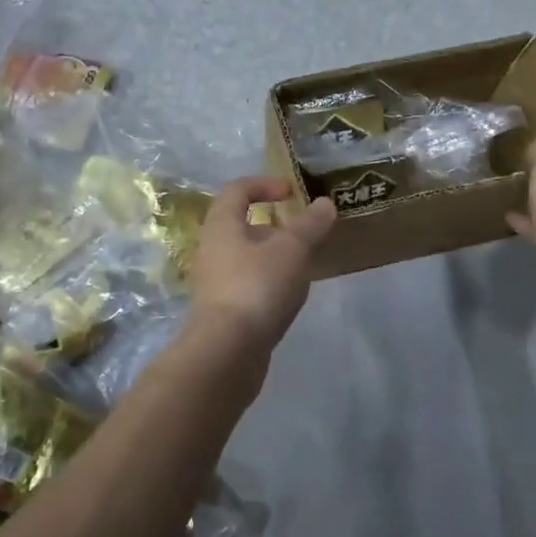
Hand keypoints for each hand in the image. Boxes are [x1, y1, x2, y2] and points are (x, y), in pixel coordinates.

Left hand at [188, 176, 335, 350]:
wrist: (226, 352)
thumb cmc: (257, 287)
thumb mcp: (292, 250)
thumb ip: (310, 225)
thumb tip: (325, 203)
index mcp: (221, 225)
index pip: (237, 190)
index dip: (265, 184)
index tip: (292, 192)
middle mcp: (211, 248)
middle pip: (239, 224)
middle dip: (273, 225)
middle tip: (302, 233)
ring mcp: (213, 282)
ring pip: (244, 256)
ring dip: (272, 255)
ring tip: (302, 265)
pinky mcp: (221, 310)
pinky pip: (246, 283)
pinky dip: (268, 280)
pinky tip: (289, 295)